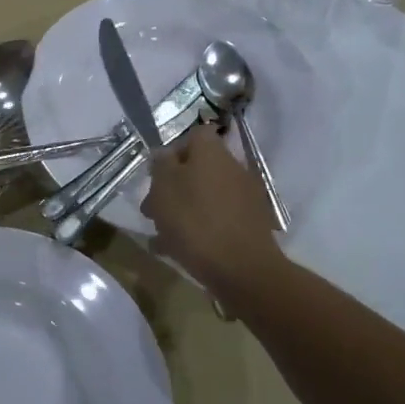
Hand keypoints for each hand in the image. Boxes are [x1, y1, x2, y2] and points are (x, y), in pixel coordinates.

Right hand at [142, 127, 282, 295]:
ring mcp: (246, 197)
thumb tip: (164, 154)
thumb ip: (160, 165)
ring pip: (206, 196)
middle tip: (153, 210)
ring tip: (161, 235)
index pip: (194, 135)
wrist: (242, 268)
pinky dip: (200, 229)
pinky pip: (217, 219)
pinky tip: (179, 250)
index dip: (174, 151)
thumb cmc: (195, 221)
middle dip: (174, 187)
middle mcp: (233, 168)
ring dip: (184, 210)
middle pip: (199, 168)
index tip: (157, 175)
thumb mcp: (163, 188)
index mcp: (212, 152)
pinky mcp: (251, 224)